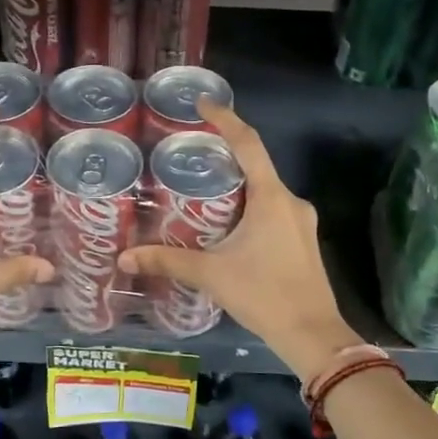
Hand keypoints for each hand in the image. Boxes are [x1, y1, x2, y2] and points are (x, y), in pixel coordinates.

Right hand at [119, 99, 361, 378]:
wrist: (313, 335)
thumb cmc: (264, 295)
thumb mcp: (211, 274)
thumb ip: (167, 261)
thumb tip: (124, 257)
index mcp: (271, 197)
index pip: (248, 144)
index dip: (225, 119)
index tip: (203, 102)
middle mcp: (291, 201)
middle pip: (257, 164)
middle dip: (226, 154)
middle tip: (191, 151)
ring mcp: (302, 222)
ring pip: (266, 189)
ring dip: (238, 183)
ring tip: (203, 187)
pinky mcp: (303, 241)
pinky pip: (273, 209)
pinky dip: (250, 204)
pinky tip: (227, 222)